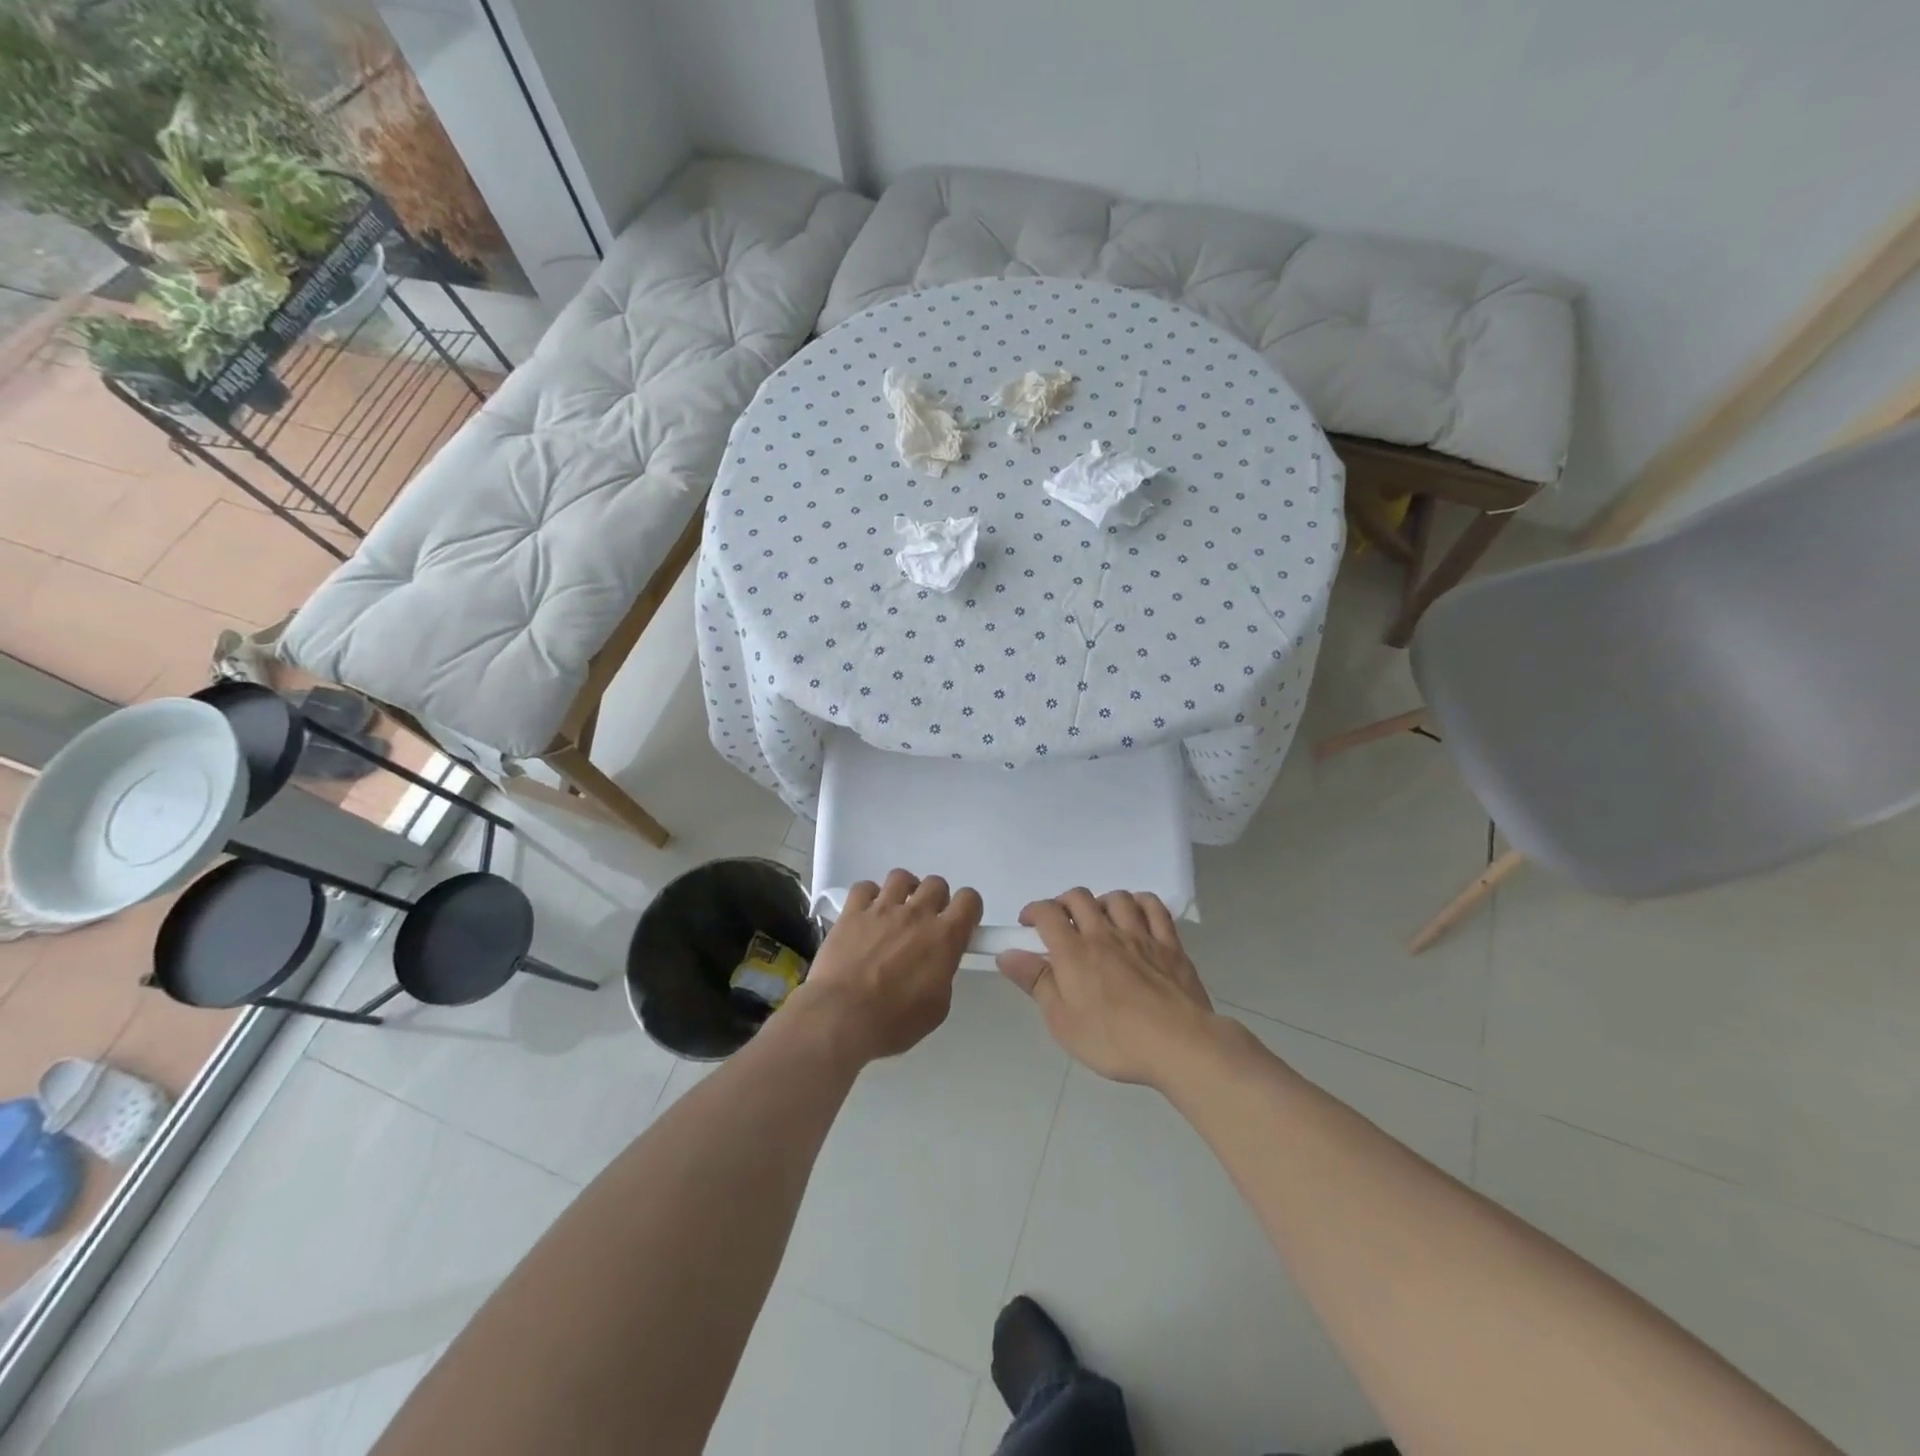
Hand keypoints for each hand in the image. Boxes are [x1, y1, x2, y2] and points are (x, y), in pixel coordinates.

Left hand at [792, 870, 983, 1063]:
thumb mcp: (937, 1008)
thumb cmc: (894, 1022)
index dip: (968, 909)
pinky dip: (868, 896)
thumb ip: (942, 975)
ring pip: (901, 877)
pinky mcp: (851, 913)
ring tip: (896, 911)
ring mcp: (881, 909)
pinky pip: (864, 887)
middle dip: (936, 900)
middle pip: (936, 883)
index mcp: (944, 938)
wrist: (842, 1017)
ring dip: (904, 891)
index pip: (969, 900)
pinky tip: (866, 914)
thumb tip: (936, 965)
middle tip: (926, 923)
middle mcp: (916, 915)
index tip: (959, 923)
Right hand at [997, 888, 1221, 1087]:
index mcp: (1075, 952)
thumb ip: (1036, 982)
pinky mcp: (1170, 944)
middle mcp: (1105, 934)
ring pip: (1116, 898)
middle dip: (1063, 903)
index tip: (1027, 925)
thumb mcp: (1063, 1022)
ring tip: (1098, 920)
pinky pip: (1154, 907)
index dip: (1033, 911)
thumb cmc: (1114, 1040)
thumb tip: (1007, 954)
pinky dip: (1140, 902)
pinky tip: (1135, 914)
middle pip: (1079, 897)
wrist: (1180, 1045)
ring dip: (1100, 902)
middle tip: (1060, 924)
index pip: (1047, 913)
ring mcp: (1141, 935)